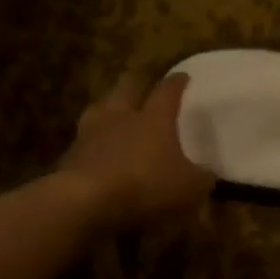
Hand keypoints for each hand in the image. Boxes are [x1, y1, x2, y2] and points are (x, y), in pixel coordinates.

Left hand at [58, 73, 214, 233]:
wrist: (85, 202)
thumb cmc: (146, 185)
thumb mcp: (190, 188)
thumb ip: (202, 178)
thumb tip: (210, 173)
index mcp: (154, 118)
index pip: (168, 91)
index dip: (177, 83)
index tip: (183, 76)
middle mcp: (121, 116)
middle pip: (127, 88)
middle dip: (137, 85)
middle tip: (144, 89)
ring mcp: (91, 133)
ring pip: (100, 109)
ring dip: (109, 110)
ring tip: (116, 116)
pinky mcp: (69, 155)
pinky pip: (85, 141)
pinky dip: (93, 143)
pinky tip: (99, 152)